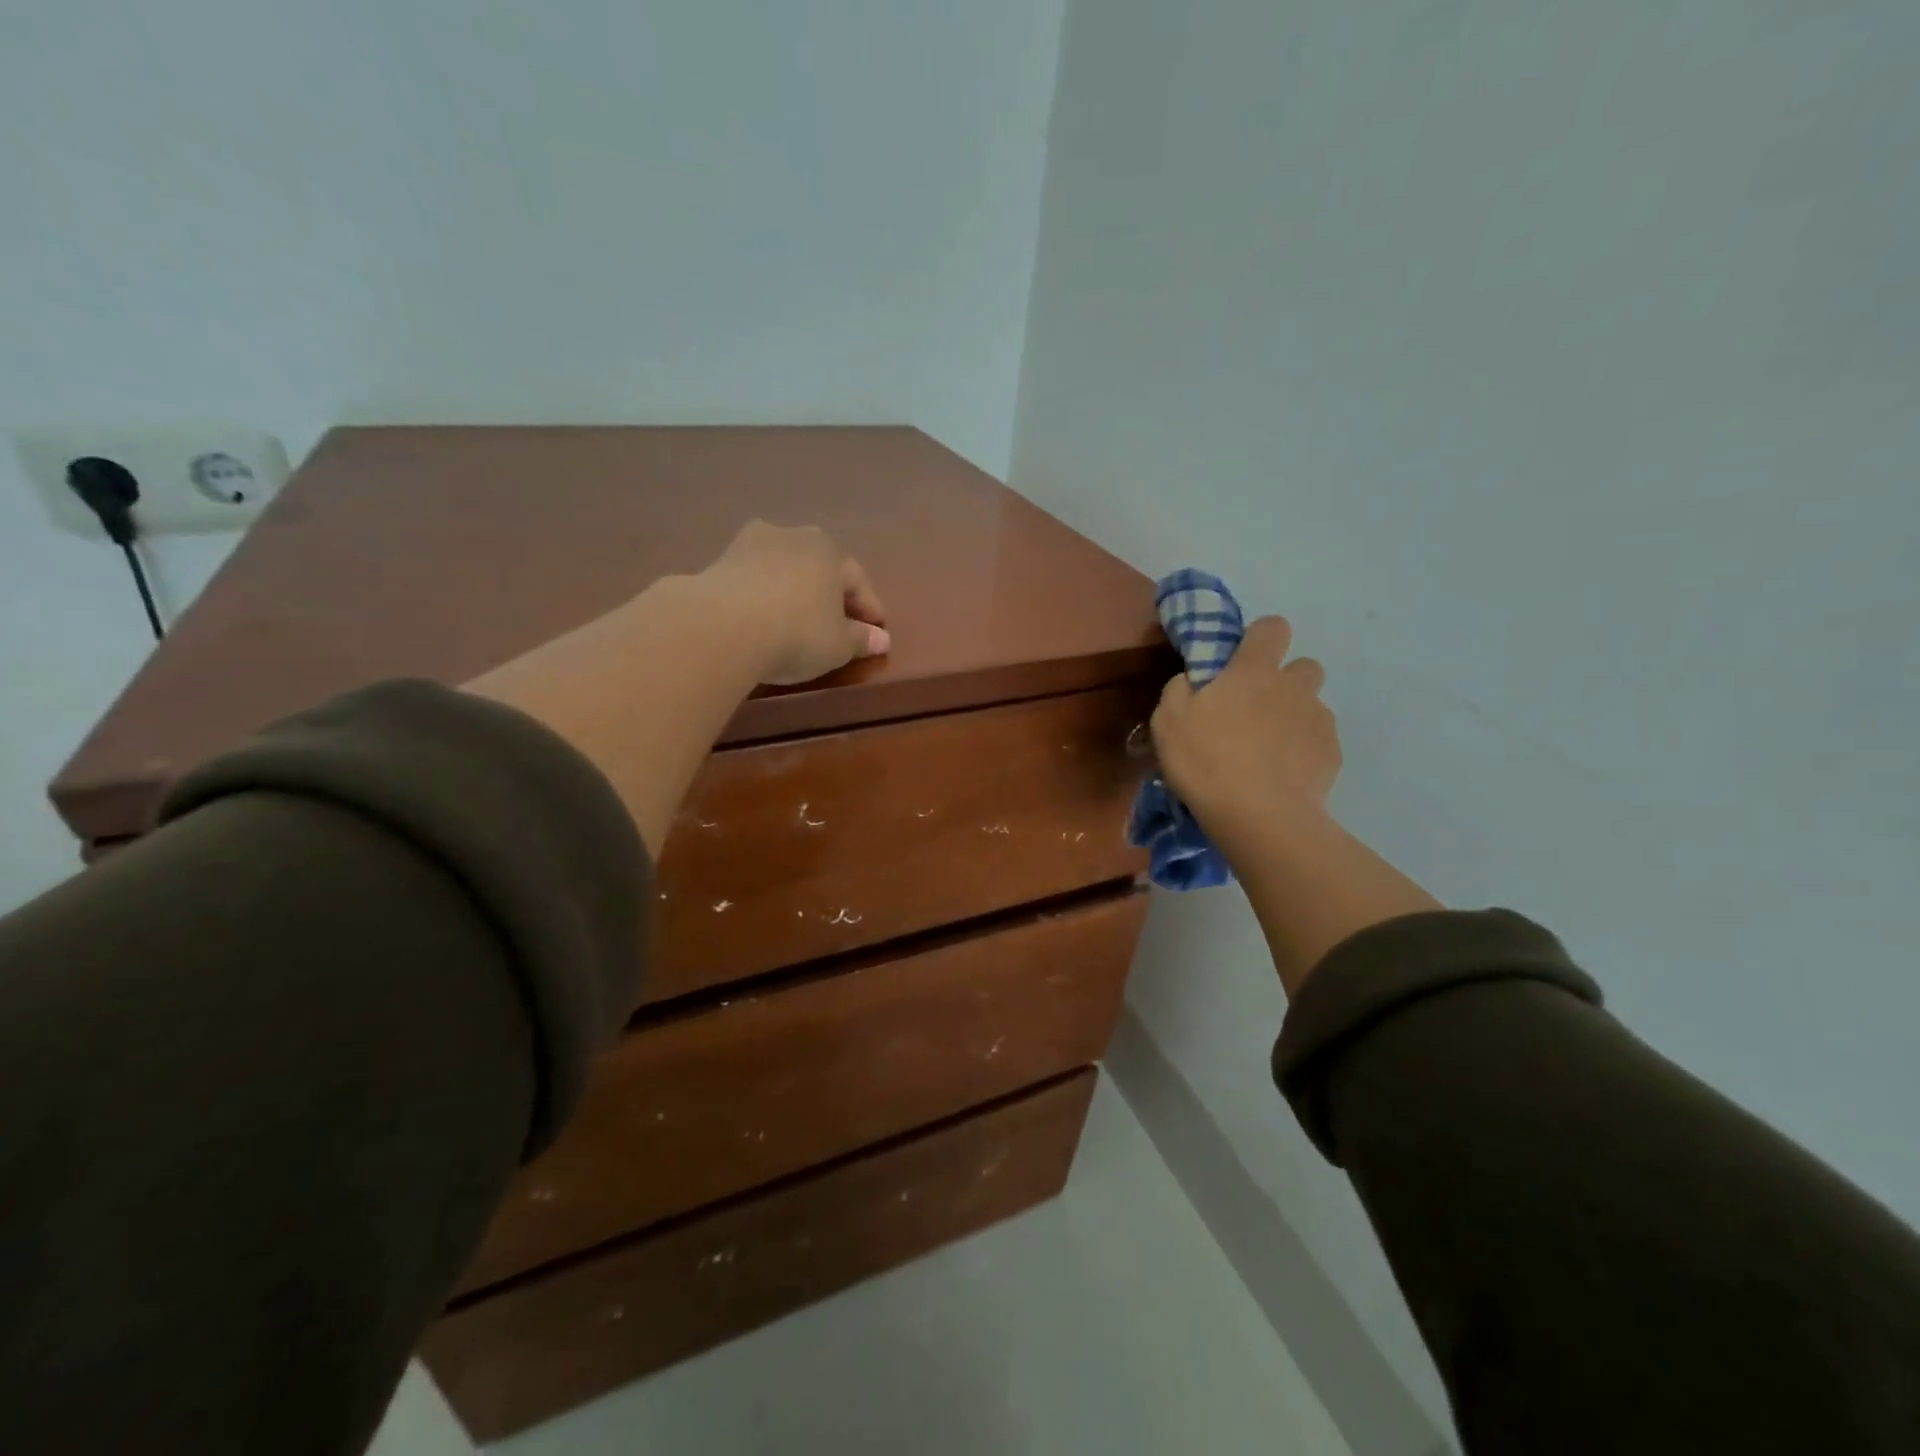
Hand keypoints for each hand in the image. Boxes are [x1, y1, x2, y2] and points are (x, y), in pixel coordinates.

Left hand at [696, 521, 891, 685]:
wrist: (721, 626)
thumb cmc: (798, 632)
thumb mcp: (839, 645)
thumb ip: (861, 640)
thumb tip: (881, 639)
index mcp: (829, 550)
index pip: (857, 580)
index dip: (869, 609)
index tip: (876, 632)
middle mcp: (792, 535)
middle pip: (819, 569)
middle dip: (830, 596)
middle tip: (838, 626)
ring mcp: (750, 544)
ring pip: (784, 571)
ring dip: (793, 593)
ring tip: (797, 623)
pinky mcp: (718, 562)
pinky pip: (753, 582)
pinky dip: (763, 599)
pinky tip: (763, 621)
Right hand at [1151, 616, 1340, 847]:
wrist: (1258, 815)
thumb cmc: (1206, 760)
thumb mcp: (1168, 720)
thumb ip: (1180, 689)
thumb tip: (1192, 680)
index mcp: (1253, 671)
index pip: (1272, 628)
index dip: (1260, 637)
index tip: (1243, 659)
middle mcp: (1293, 687)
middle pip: (1305, 665)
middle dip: (1286, 681)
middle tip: (1257, 711)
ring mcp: (1318, 720)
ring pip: (1313, 706)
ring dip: (1295, 717)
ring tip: (1270, 751)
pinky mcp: (1332, 754)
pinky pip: (1319, 742)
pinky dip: (1304, 752)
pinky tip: (1283, 776)